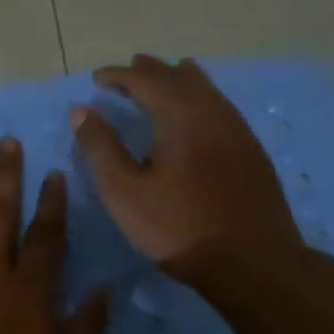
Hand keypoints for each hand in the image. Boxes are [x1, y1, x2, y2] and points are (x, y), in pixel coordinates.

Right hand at [71, 54, 301, 270]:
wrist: (253, 262)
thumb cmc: (179, 228)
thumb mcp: (125, 192)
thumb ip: (101, 148)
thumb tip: (81, 110)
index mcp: (181, 116)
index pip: (146, 79)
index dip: (119, 75)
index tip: (96, 79)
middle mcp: (213, 112)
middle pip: (179, 77)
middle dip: (150, 71)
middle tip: (126, 73)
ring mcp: (238, 130)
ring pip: (206, 89)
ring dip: (177, 81)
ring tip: (161, 82)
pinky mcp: (252, 151)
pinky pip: (220, 107)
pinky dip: (198, 99)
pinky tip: (194, 118)